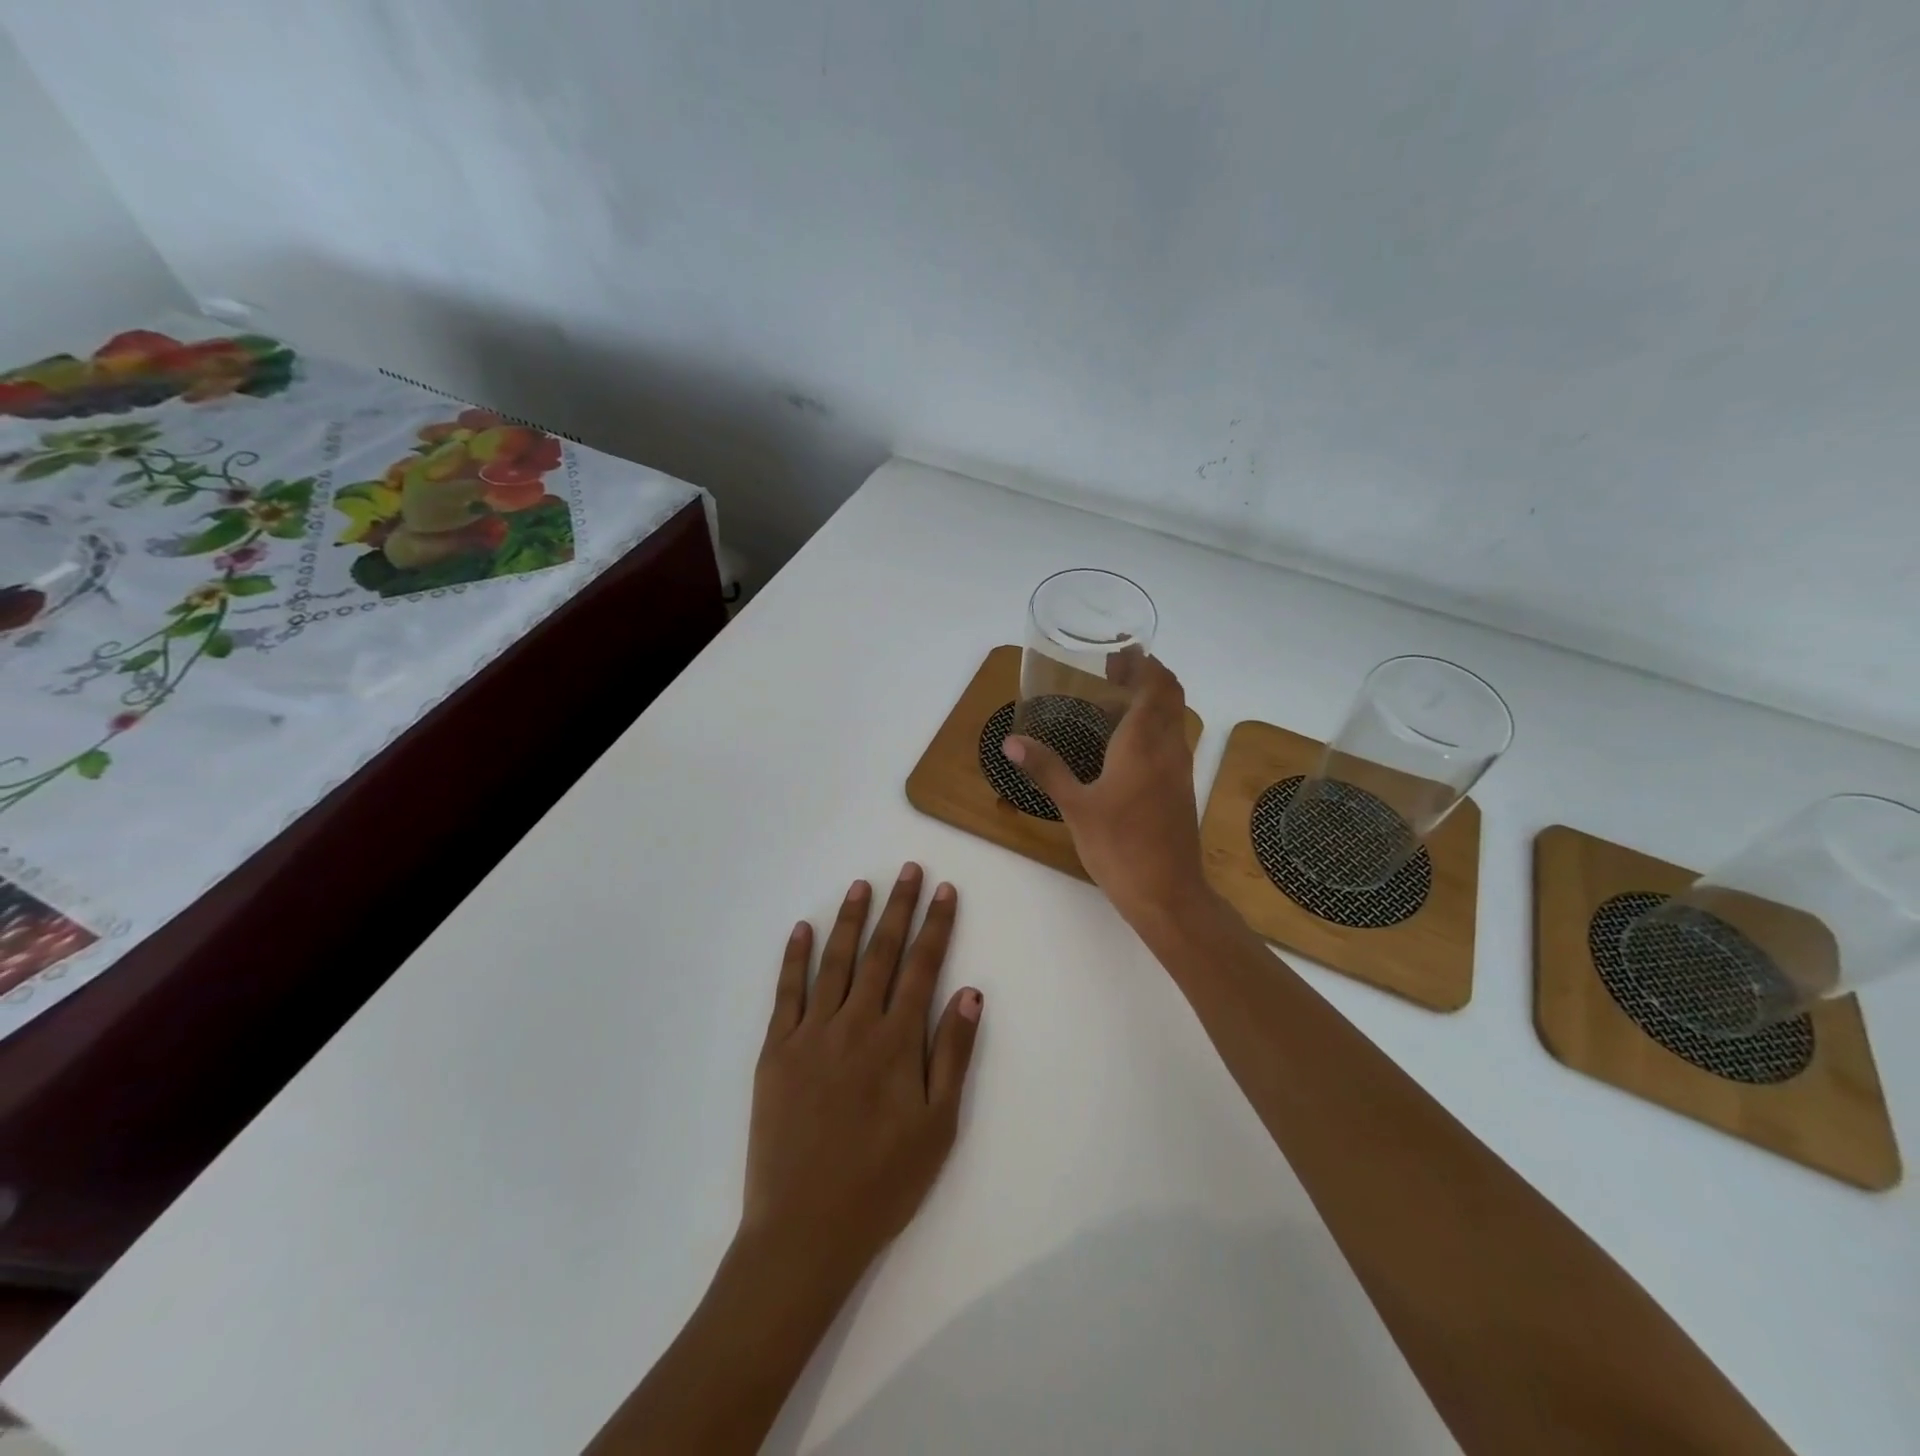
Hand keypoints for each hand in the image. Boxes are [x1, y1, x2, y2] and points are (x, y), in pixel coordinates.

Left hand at [743, 863, 983, 1288]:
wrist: (804, 1229)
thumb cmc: (882, 1183)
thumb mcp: (937, 1127)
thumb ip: (952, 1055)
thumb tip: (969, 992)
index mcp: (896, 1041)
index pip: (922, 967)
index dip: (936, 926)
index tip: (944, 891)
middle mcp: (855, 1024)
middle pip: (881, 953)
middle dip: (899, 908)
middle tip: (909, 871)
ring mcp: (811, 1034)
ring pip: (835, 962)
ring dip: (850, 920)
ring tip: (862, 886)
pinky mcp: (776, 1050)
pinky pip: (786, 993)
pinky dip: (794, 957)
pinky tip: (802, 928)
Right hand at [1003, 654, 1213, 931]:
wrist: (1169, 893)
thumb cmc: (1120, 847)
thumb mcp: (1076, 808)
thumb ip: (1047, 769)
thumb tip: (1011, 742)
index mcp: (1144, 743)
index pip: (1155, 685)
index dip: (1141, 663)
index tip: (1118, 651)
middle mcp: (1169, 747)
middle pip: (1170, 694)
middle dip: (1147, 674)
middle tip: (1113, 670)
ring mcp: (1180, 768)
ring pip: (1174, 716)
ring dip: (1152, 698)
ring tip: (1114, 699)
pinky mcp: (1181, 787)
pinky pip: (1171, 738)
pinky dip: (1154, 723)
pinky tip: (1124, 742)